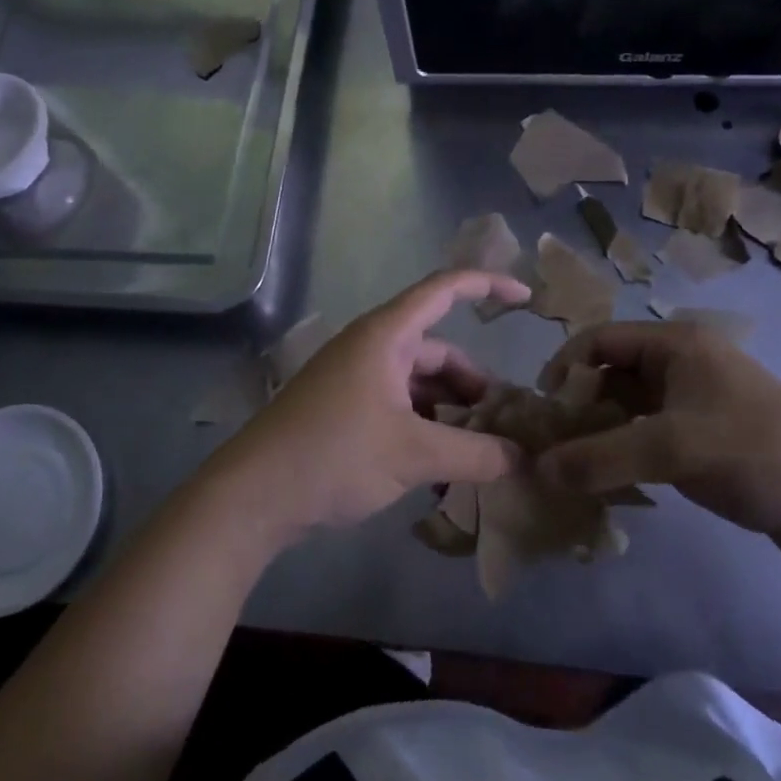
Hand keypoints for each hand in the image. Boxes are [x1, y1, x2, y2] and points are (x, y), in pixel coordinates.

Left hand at [203, 271, 529, 543]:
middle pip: (438, 351)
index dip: (488, 286)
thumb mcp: (413, 455)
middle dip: (474, 384)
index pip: (444, 289)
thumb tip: (521, 458)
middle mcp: (371, 348)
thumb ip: (474, 454)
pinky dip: (423, 429)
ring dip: (449, 413)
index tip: (527, 300)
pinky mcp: (344, 409)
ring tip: (478, 455)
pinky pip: (397, 406)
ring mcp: (355, 378)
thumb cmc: (334, 454)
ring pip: (419, 384)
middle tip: (505, 425)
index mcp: (386, 336)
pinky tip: (441, 471)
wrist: (253, 494)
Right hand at [534, 321, 780, 566]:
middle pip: (610, 373)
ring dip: (599, 432)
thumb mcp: (673, 451)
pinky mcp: (705, 435)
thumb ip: (601, 458)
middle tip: (553, 446)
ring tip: (573, 468)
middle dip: (578, 406)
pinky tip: (610, 480)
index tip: (543, 410)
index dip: (564, 369)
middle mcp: (682, 363)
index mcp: (676, 344)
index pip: (599, 340)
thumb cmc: (758, 454)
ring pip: (628, 407)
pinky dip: (624, 451)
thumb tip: (537, 469)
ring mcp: (695, 400)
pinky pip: (648, 433)